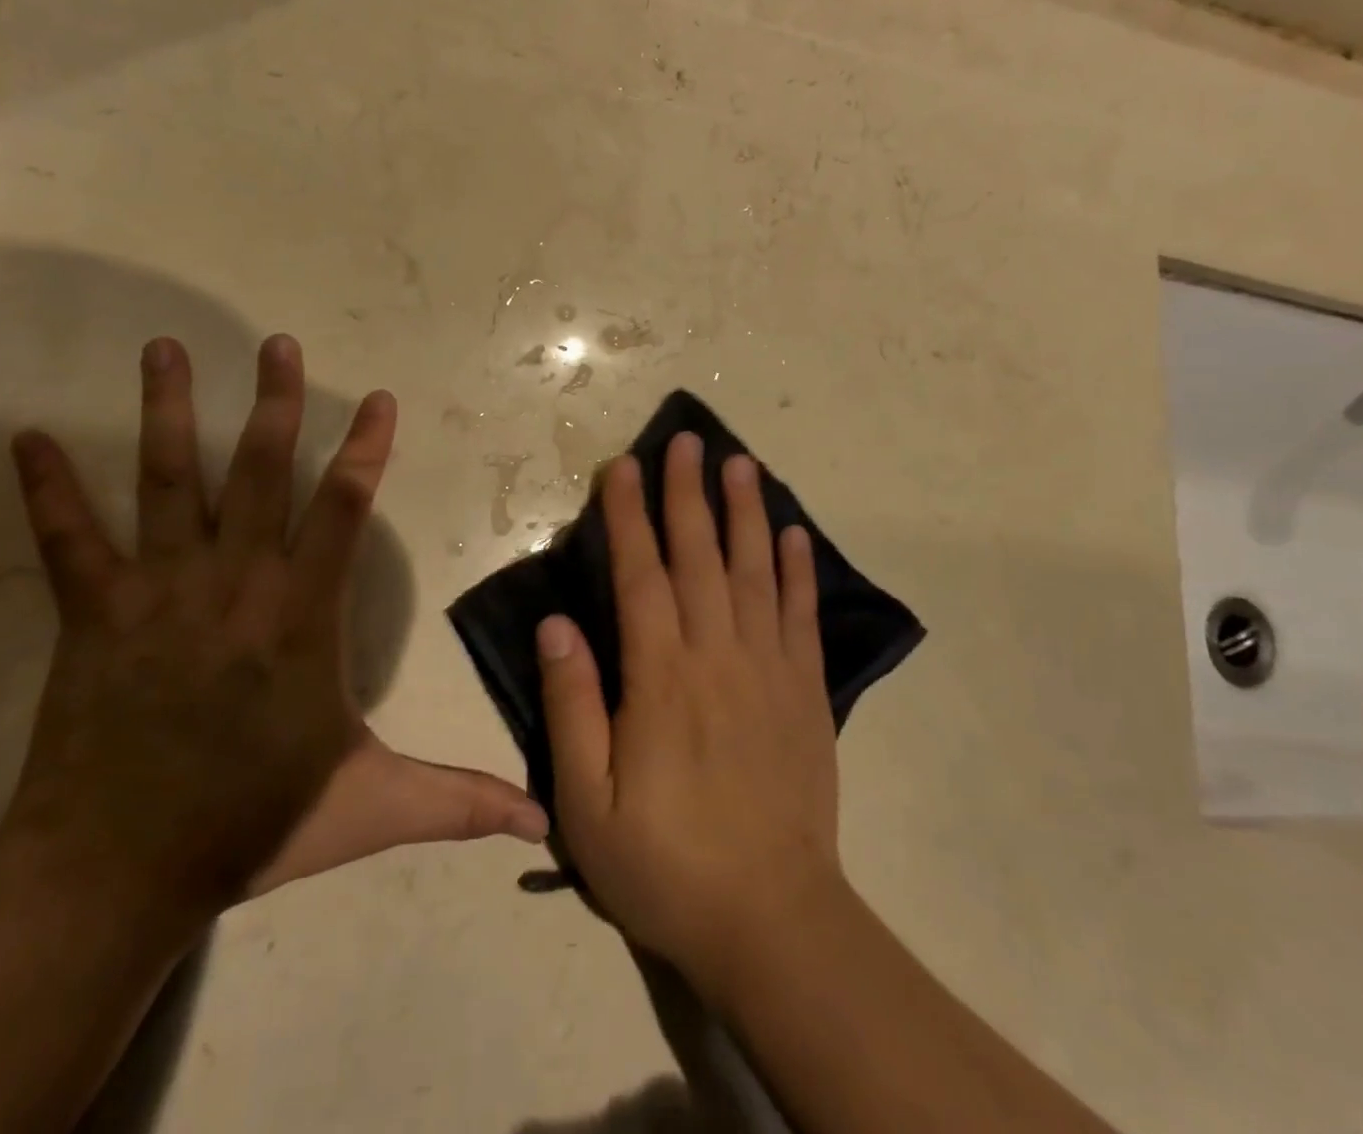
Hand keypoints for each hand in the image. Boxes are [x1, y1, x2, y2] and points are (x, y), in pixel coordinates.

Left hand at [0, 335, 545, 929]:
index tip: (380, 399)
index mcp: (302, 616)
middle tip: (278, 344)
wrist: (116, 874)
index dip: (367, 450)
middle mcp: (236, 583)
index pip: (345, 511)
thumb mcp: (372, 807)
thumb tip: (543, 821)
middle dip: (276, 404)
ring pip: (168, 482)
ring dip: (169, 412)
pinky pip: (68, 541)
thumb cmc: (253, 824)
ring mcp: (159, 591)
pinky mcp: (93, 614)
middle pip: (260, 472)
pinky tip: (29, 439)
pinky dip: (48, 490)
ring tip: (165, 349)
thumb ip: (459, 802)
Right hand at [536, 435, 844, 987]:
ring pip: (755, 572)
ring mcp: (769, 670)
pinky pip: (802, 617)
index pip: (641, 575)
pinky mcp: (806, 693)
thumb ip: (571, 706)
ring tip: (741, 463)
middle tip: (686, 440)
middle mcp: (717, 656)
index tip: (623, 467)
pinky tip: (794, 535)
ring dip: (746, 513)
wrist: (771, 921)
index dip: (629, 517)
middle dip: (687, 493)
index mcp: (660, 678)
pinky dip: (798, 571)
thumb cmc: (664, 864)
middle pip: (700, 557)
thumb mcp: (586, 803)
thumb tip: (556, 623)